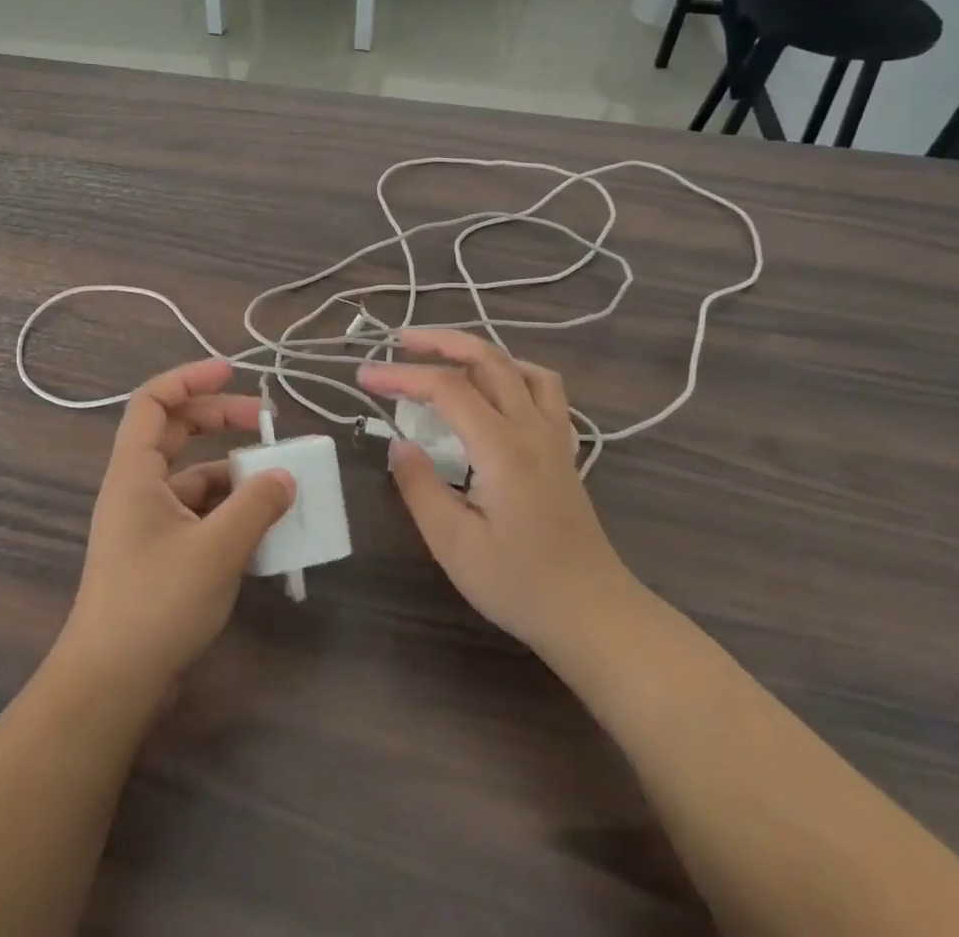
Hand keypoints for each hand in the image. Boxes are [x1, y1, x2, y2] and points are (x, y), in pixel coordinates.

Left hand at [56, 360, 295, 701]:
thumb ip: (256, 506)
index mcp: (135, 472)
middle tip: (267, 422)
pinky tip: (264, 528)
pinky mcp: (160, 553)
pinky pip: (199, 514)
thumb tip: (286, 476)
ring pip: (193, 477)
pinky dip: (229, 512)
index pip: (154, 401)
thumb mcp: (216, 549)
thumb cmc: (156, 602)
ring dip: (232, 473)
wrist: (112, 684)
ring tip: (279, 481)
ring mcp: (147, 522)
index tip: (233, 372)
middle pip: (177, 432)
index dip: (190, 378)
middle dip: (221, 419)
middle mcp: (137, 488)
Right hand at [359, 329, 637, 662]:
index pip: (446, 388)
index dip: (401, 375)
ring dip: (478, 351)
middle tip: (399, 342)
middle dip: (439, 342)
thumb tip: (399, 444)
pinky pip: (543, 389)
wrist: (595, 616)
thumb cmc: (520, 585)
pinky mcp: (563, 450)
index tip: (364, 378)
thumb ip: (420, 487)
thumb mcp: (454, 545)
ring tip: (444, 357)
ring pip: (520, 367)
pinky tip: (493, 389)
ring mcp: (554, 436)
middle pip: (487, 359)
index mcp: (502, 448)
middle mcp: (531, 429)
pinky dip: (512, 372)